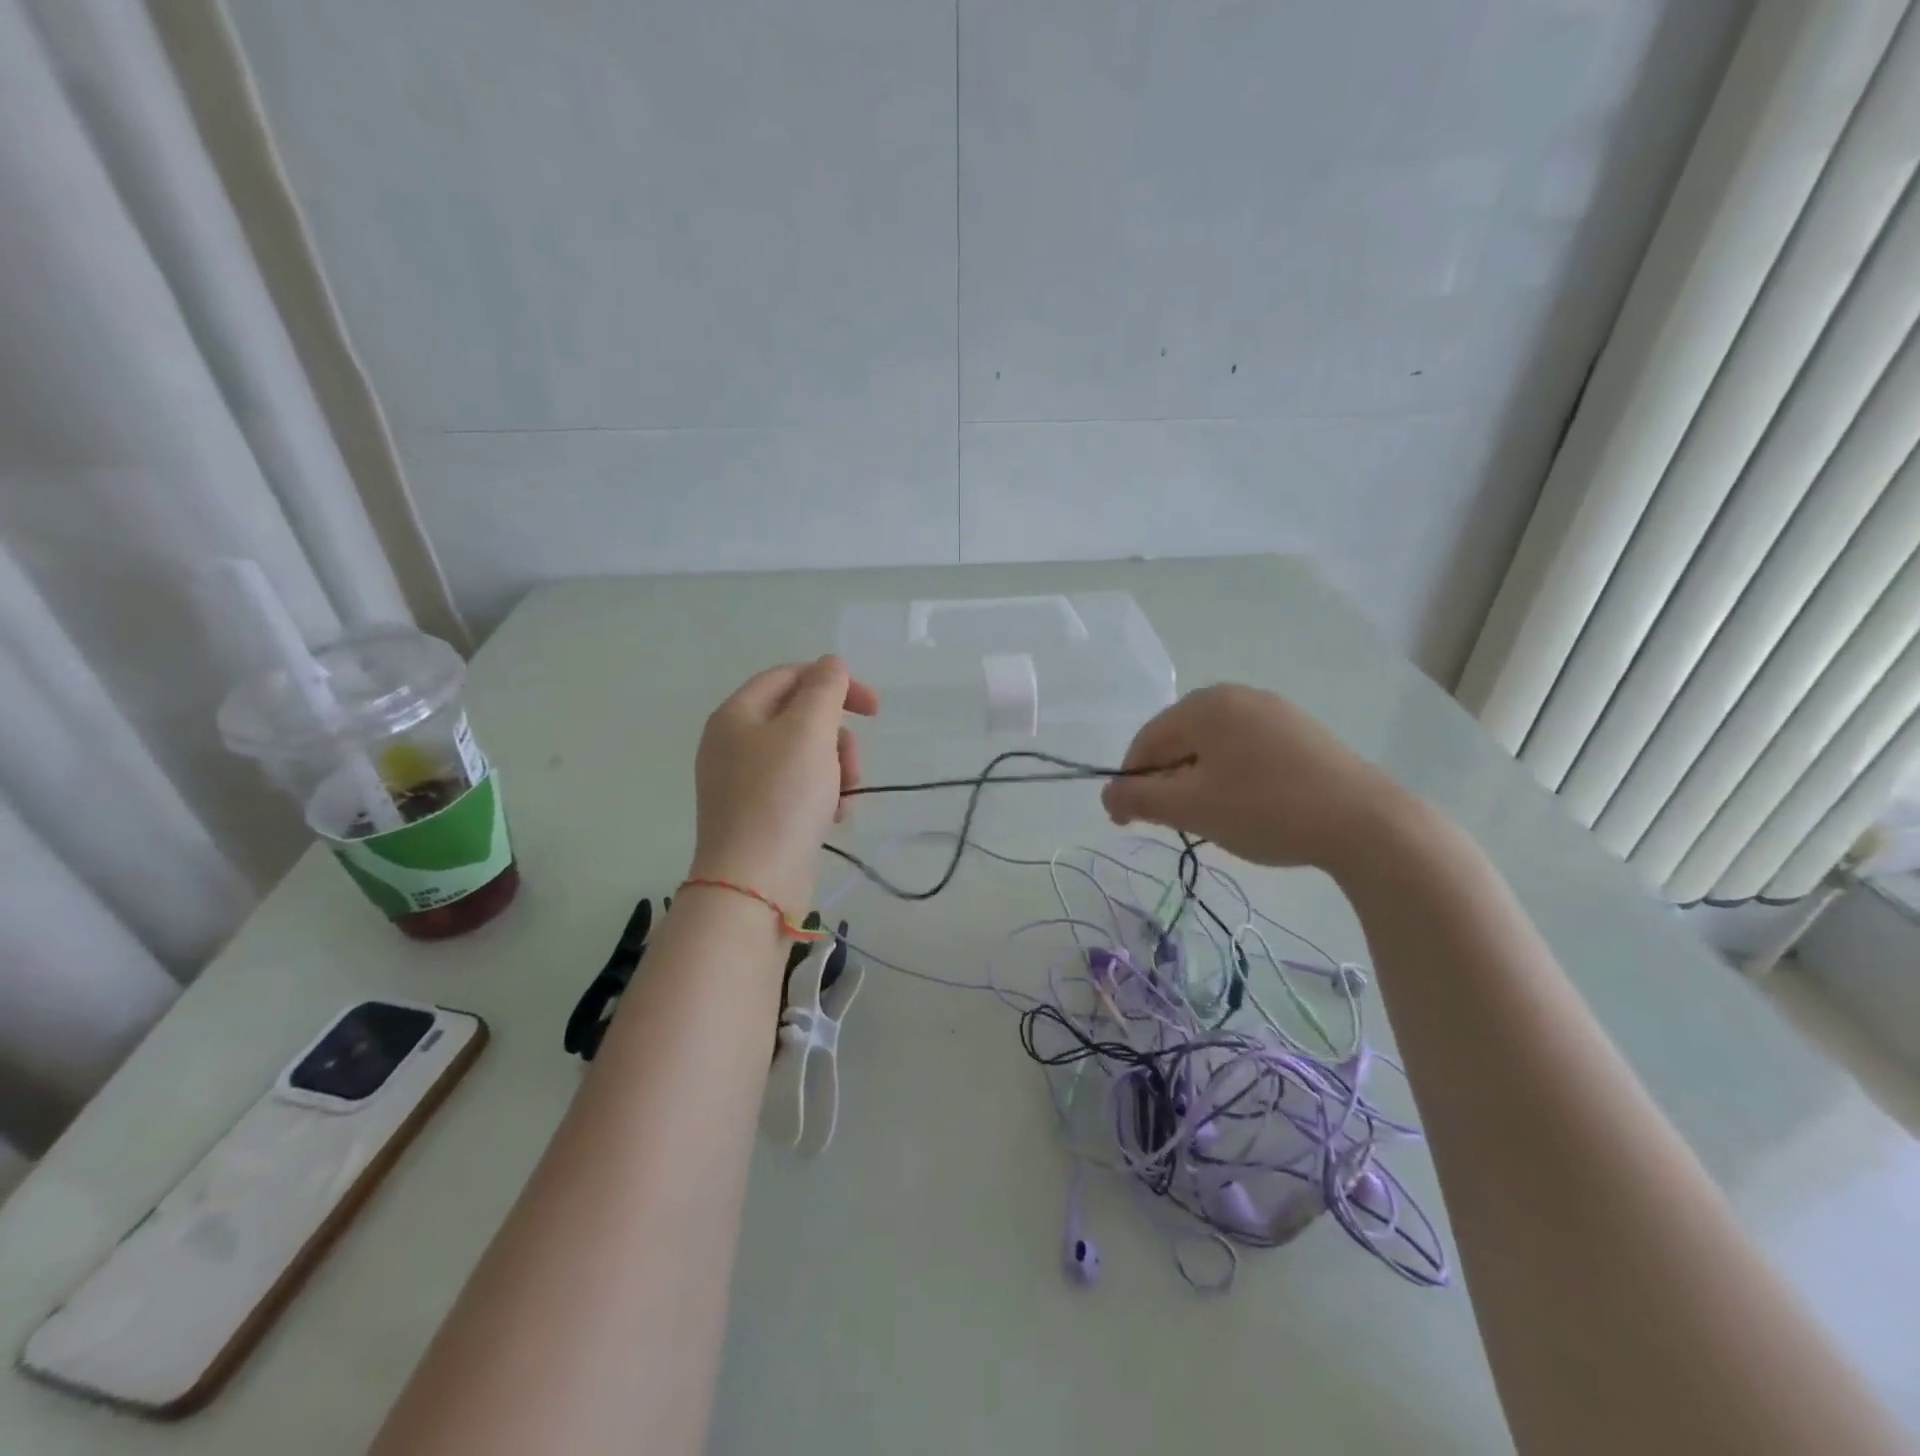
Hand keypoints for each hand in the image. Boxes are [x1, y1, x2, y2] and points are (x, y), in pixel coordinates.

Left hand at [688, 656, 877, 917]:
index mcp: (737, 714)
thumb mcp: (809, 731)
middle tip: (853, 765)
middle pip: (801, 718)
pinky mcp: (758, 814)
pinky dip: (823, 795)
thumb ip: (825, 689)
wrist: (754, 885)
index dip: (836, 683)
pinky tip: (835, 816)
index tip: (874, 709)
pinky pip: (799, 787)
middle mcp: (734, 743)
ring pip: (806, 755)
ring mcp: (743, 781)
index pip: (790, 676)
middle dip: (838, 738)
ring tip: (845, 798)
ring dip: (837, 769)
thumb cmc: (781, 798)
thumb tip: (832, 665)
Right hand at [1101, 684, 1409, 873]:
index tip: (1127, 823)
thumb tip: (1107, 795)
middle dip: (1167, 781)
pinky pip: (1245, 748)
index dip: (1130, 783)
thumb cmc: (1265, 810)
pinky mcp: (1301, 731)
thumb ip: (1138, 799)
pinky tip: (1249, 805)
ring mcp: (1273, 710)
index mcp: (1204, 705)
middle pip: (1179, 740)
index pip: (1146, 741)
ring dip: (1198, 780)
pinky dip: (1232, 775)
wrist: (1366, 823)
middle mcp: (1236, 696)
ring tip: (1213, 817)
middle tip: (1175, 823)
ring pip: (1213, 746)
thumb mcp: (1191, 808)